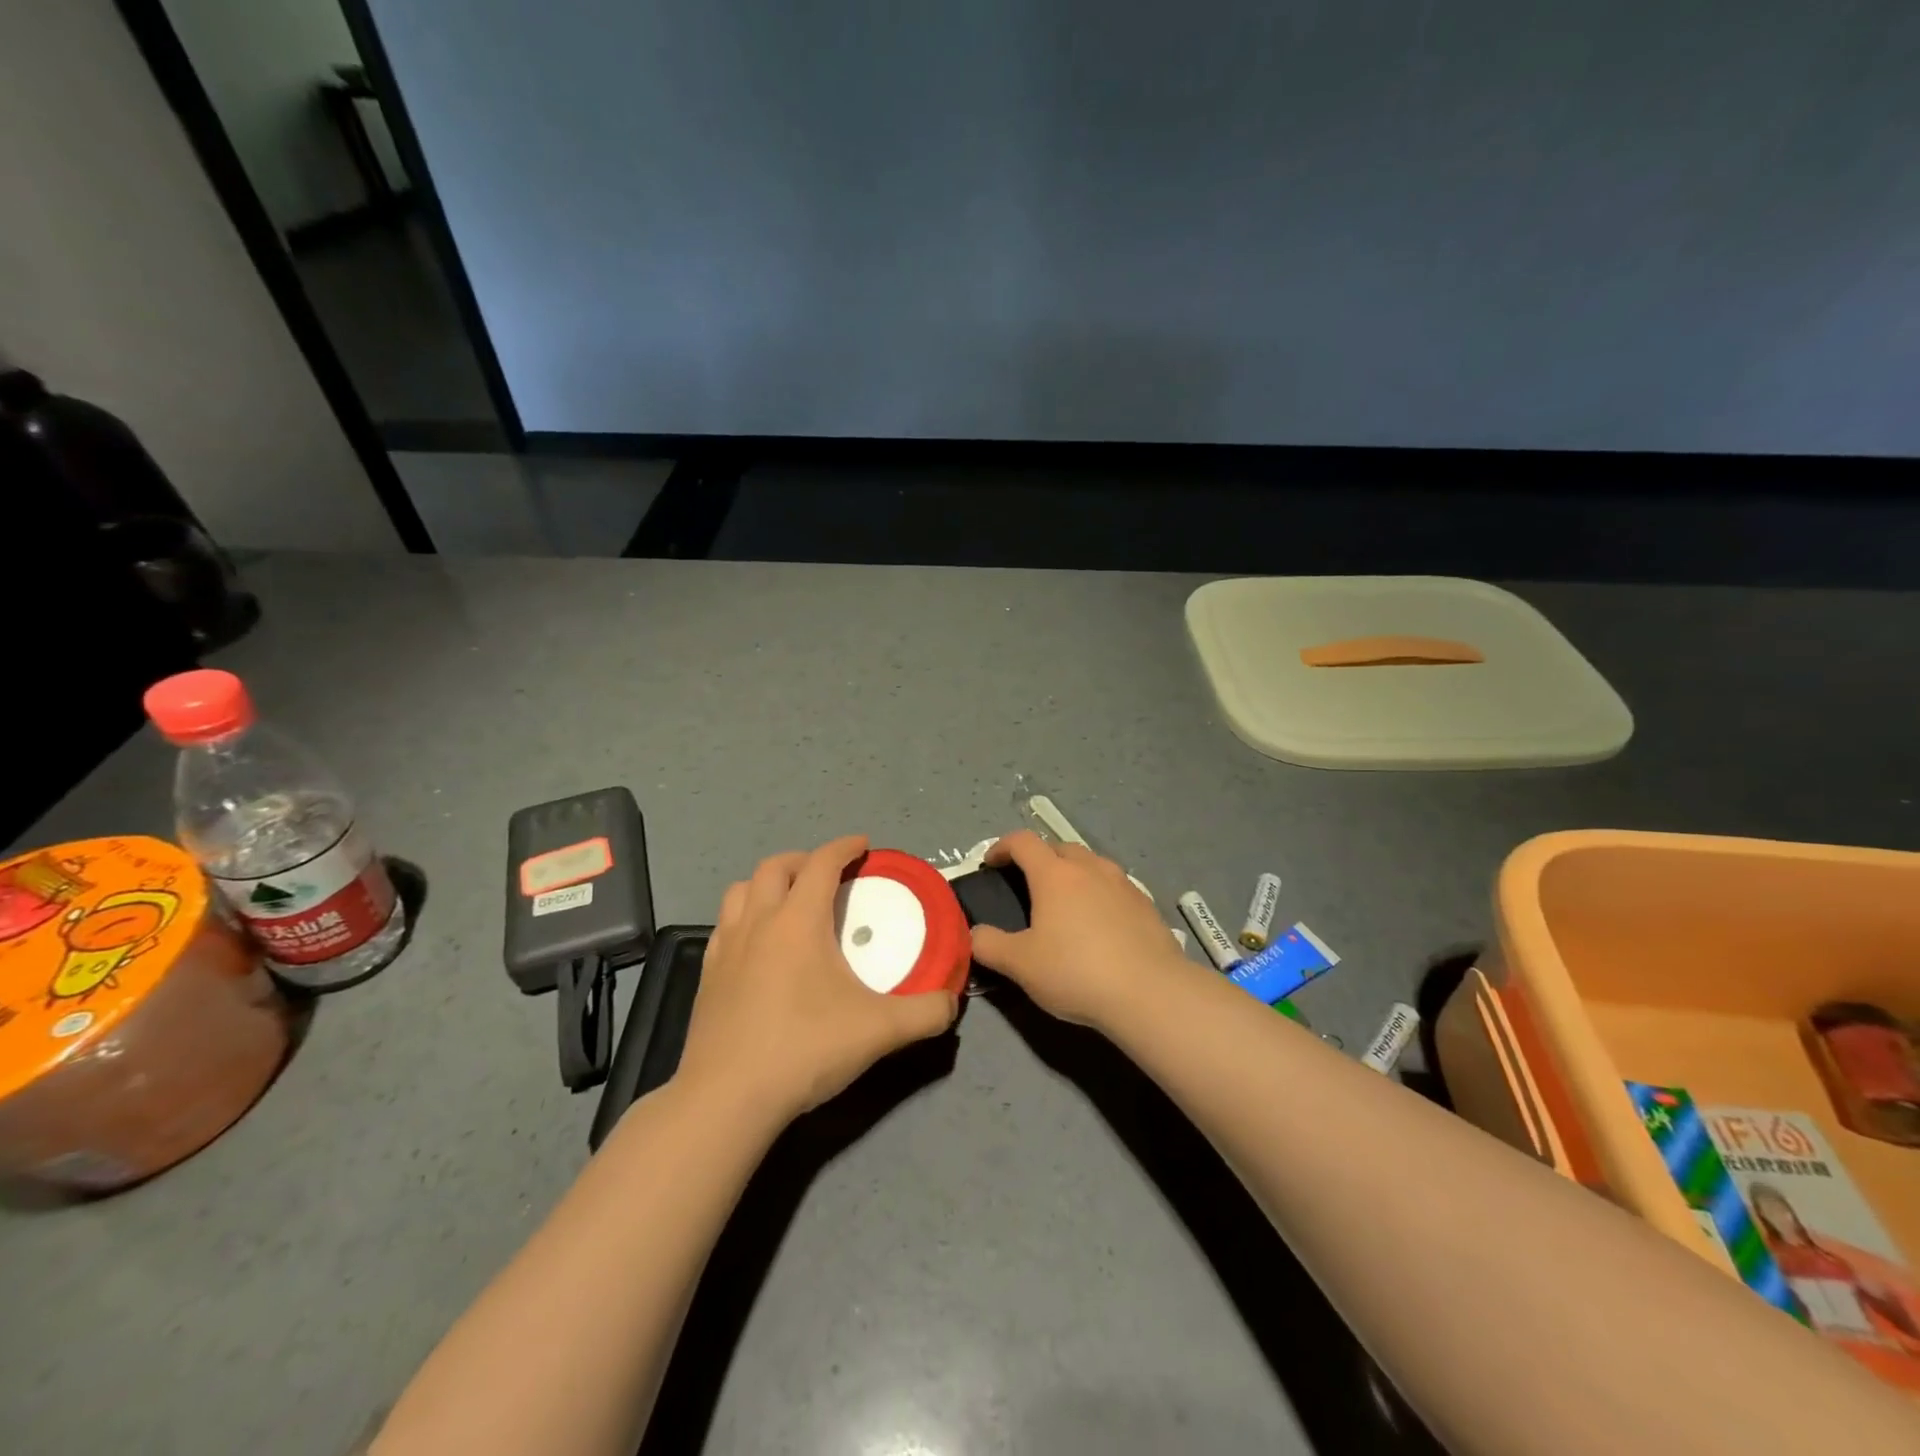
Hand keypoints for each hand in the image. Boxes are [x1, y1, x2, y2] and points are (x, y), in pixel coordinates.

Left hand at [676, 835, 958, 1123]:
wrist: (727, 1098)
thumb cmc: (805, 1049)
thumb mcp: (879, 1031)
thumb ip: (925, 1012)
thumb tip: (951, 1003)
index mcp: (798, 921)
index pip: (822, 863)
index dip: (844, 847)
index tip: (863, 845)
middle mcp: (758, 922)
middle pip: (775, 866)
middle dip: (805, 859)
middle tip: (829, 874)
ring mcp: (725, 947)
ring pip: (740, 890)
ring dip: (768, 883)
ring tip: (790, 901)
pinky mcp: (706, 975)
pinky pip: (724, 924)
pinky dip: (745, 916)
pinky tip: (759, 945)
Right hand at [969, 830, 1188, 1029]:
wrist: (1149, 992)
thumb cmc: (1076, 971)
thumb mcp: (1020, 965)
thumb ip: (989, 945)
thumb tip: (973, 934)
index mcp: (1054, 874)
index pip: (1023, 841)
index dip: (1002, 847)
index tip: (991, 864)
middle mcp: (1090, 868)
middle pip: (1060, 848)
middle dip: (1040, 859)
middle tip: (1029, 885)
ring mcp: (1123, 883)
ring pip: (1092, 864)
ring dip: (1074, 874)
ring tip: (1066, 904)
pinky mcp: (1146, 905)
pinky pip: (1115, 887)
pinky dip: (1100, 895)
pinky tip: (1100, 925)